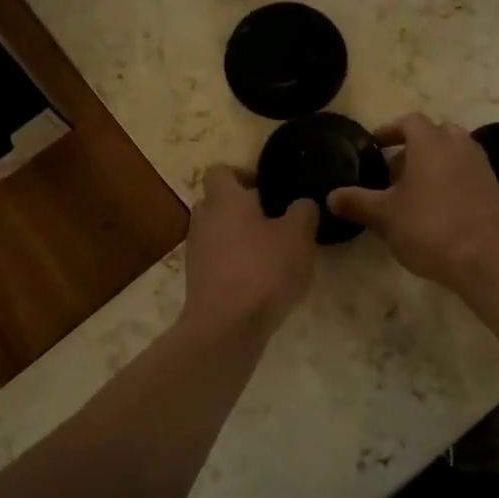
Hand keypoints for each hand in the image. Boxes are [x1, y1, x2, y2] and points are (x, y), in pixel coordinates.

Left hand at [181, 166, 318, 339]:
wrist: (226, 326)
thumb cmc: (264, 270)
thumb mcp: (299, 236)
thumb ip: (303, 211)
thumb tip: (301, 203)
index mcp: (224, 199)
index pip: (221, 171)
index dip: (243, 175)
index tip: (269, 190)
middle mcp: (203, 219)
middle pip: (218, 202)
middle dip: (243, 209)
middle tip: (274, 222)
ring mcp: (195, 251)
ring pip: (217, 233)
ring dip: (239, 239)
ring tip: (270, 255)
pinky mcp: (196, 280)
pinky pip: (216, 260)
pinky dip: (233, 264)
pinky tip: (258, 281)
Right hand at [327, 114, 498, 291]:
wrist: (484, 259)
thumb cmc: (429, 228)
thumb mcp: (384, 217)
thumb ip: (356, 202)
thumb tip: (331, 197)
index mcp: (432, 143)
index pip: (410, 121)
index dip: (390, 130)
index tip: (376, 145)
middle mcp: (460, 146)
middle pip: (436, 133)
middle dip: (414, 147)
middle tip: (395, 171)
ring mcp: (481, 167)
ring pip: (454, 152)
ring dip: (434, 163)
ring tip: (415, 191)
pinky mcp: (494, 189)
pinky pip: (467, 173)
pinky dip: (451, 179)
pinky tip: (438, 208)